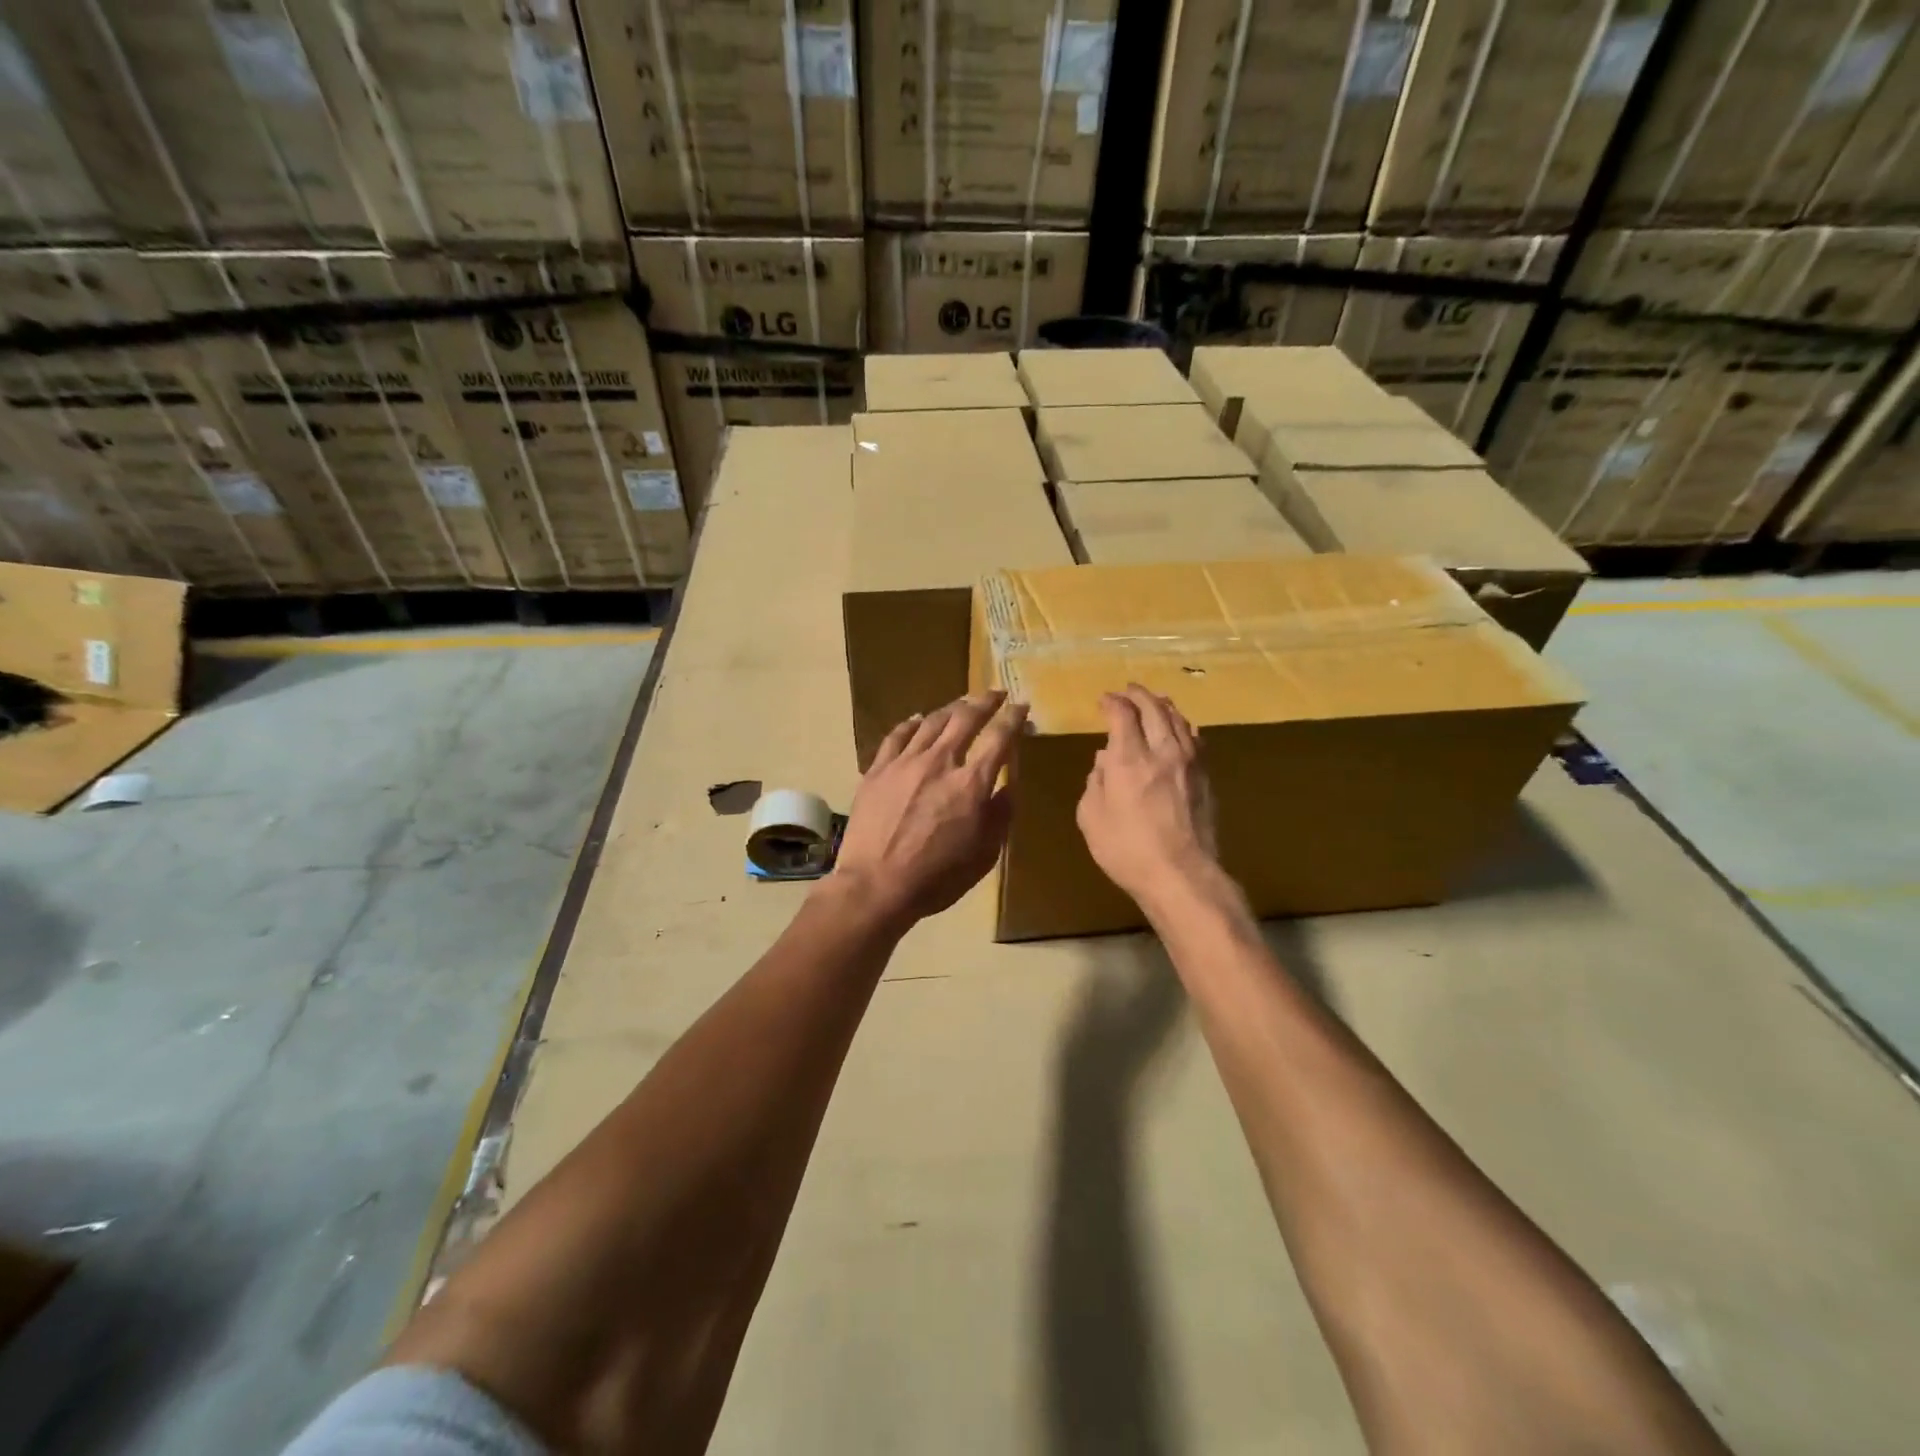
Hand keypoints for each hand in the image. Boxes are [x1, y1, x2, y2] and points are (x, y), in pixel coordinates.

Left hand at [830, 692, 1026, 930]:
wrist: (875, 885)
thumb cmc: (937, 878)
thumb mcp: (984, 855)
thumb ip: (1000, 816)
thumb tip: (1008, 787)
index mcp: (971, 783)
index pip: (999, 738)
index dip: (1013, 718)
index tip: (1021, 705)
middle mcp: (940, 761)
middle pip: (965, 718)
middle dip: (984, 701)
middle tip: (995, 694)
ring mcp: (904, 762)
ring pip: (932, 721)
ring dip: (951, 708)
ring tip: (962, 704)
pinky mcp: (877, 770)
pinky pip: (897, 736)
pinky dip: (912, 724)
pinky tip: (918, 720)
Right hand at [1076, 684, 1220, 907]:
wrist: (1182, 875)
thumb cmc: (1127, 850)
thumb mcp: (1091, 817)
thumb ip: (1095, 782)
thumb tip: (1103, 761)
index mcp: (1129, 759)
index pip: (1123, 714)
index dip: (1112, 702)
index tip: (1104, 700)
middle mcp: (1162, 751)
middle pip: (1154, 708)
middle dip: (1139, 695)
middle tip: (1128, 690)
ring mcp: (1190, 763)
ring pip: (1179, 720)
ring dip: (1163, 705)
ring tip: (1155, 701)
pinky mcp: (1206, 778)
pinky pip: (1195, 739)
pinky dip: (1182, 726)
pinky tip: (1180, 729)